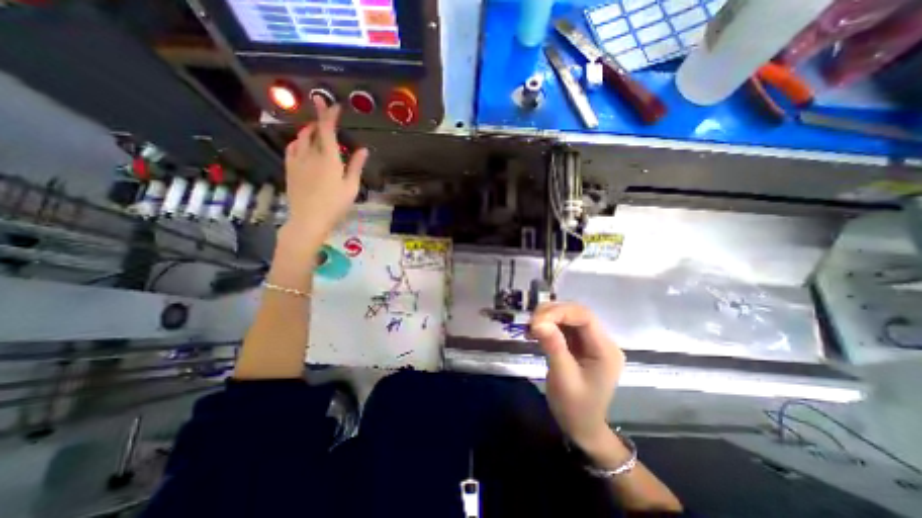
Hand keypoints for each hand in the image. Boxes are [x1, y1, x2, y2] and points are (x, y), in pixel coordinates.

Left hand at [283, 97, 370, 250]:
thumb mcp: (351, 187)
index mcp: (329, 159)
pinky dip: (298, 141)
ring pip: (301, 137)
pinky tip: (302, 144)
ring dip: (309, 130)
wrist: (308, 219)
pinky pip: (291, 148)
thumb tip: (363, 149)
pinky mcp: (289, 168)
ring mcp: (297, 161)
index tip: (332, 104)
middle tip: (327, 119)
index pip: (327, 130)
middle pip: (313, 130)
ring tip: (316, 130)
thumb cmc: (335, 205)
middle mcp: (311, 155)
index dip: (329, 115)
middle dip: (320, 120)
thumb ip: (356, 166)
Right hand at [530, 303, 623, 449]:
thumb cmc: (575, 408)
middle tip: (530, 323)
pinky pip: (563, 327)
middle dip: (552, 313)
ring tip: (530, 328)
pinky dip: (547, 326)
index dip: (560, 312)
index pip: (585, 317)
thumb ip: (553, 346)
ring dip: (547, 318)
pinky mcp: (579, 344)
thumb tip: (537, 321)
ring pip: (568, 317)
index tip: (535, 320)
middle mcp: (601, 341)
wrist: (582, 428)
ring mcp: (590, 342)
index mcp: (605, 350)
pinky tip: (535, 333)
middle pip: (577, 313)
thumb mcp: (563, 378)